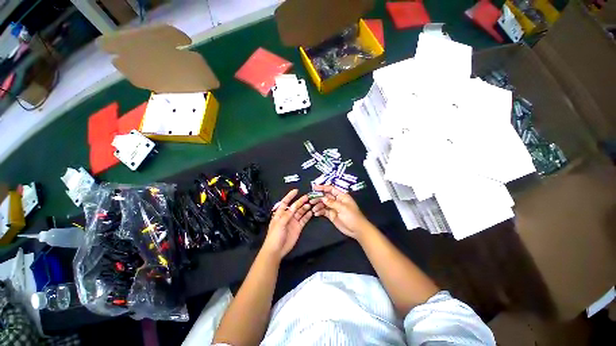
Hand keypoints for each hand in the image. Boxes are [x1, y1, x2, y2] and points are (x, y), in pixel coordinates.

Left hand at [262, 189, 312, 259]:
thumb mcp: (280, 223)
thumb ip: (287, 214)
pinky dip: (307, 216)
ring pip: (300, 212)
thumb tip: (294, 205)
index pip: (285, 202)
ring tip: (310, 204)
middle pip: (295, 206)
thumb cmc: (275, 235)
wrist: (276, 250)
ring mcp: (293, 221)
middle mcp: (288, 216)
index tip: (296, 191)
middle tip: (307, 197)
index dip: (290, 196)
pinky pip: (304, 220)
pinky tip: (311, 212)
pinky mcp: (298, 227)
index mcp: (280, 213)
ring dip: (305, 208)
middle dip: (300, 201)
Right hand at [309, 185, 371, 239]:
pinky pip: (324, 211)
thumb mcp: (342, 208)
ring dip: (318, 205)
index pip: (330, 189)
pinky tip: (315, 213)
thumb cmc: (352, 217)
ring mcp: (333, 207)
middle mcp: (336, 200)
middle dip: (318, 197)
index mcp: (341, 196)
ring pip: (323, 203)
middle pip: (325, 196)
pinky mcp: (331, 214)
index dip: (322, 187)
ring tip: (313, 208)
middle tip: (311, 200)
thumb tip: (322, 198)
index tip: (314, 187)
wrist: (357, 230)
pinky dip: (319, 211)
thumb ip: (332, 202)